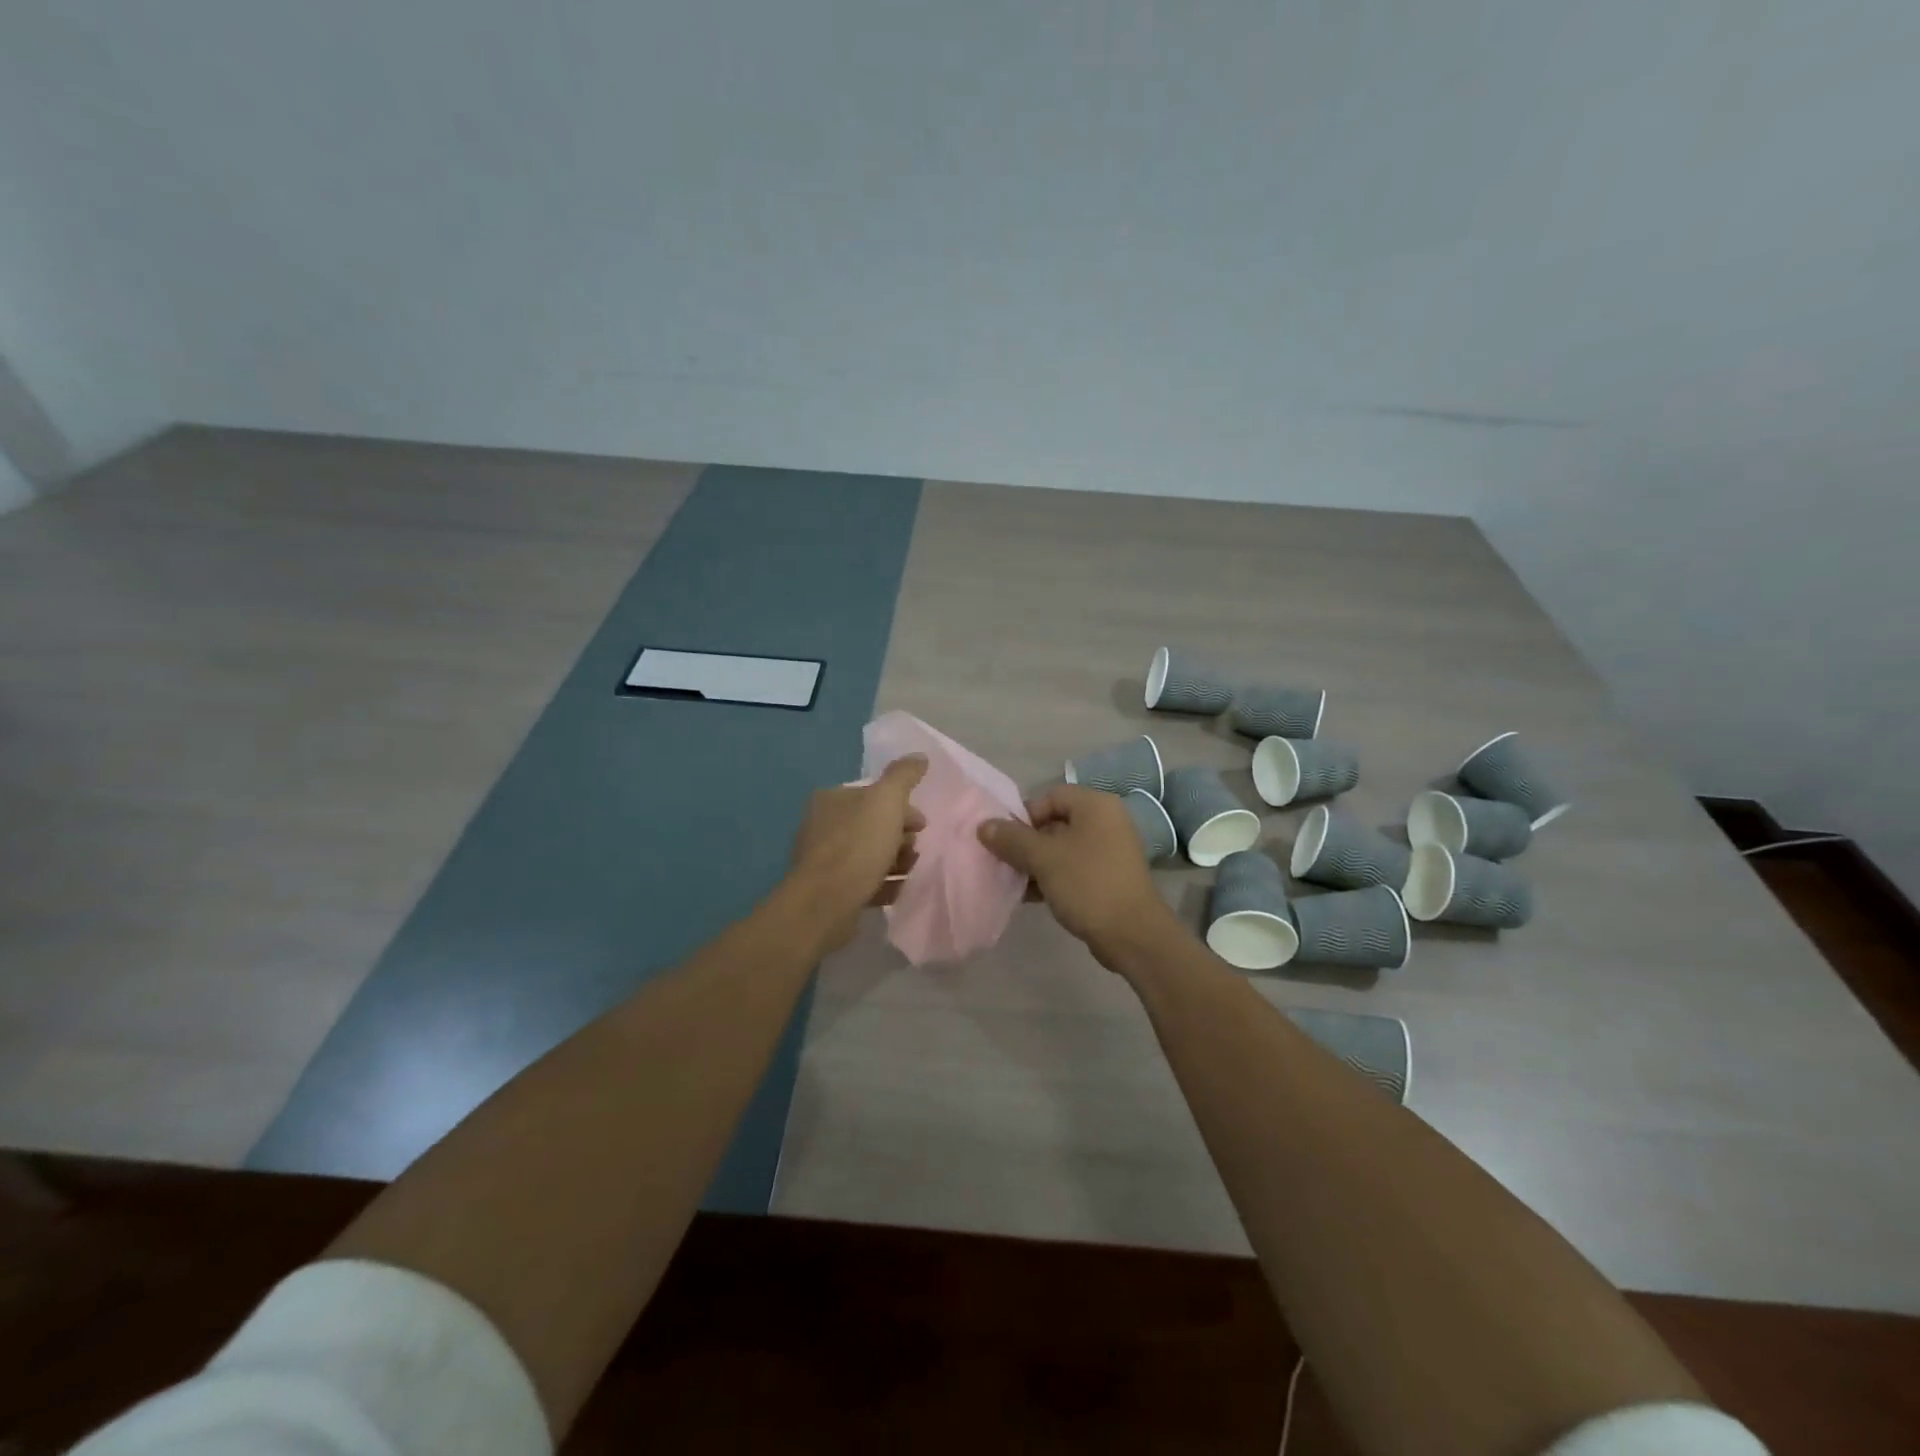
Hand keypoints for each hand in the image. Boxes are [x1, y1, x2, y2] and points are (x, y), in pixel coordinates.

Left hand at [787, 755, 927, 950]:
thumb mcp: (886, 801)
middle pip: (873, 825)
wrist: (825, 904)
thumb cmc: (857, 846)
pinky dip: (885, 883)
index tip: (923, 824)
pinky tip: (901, 890)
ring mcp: (825, 860)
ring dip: (896, 861)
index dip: (902, 807)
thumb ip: (903, 776)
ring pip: (870, 854)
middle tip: (917, 849)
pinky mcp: (830, 891)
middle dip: (900, 835)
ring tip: (912, 870)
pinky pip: (865, 882)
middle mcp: (823, 826)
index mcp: (832, 800)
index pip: (873, 796)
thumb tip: (919, 756)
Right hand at [977, 785, 1181, 970]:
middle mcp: (1107, 821)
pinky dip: (1054, 877)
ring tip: (1015, 883)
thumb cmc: (1087, 884)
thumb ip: (1011, 839)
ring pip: (1064, 848)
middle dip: (1027, 843)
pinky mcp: (1111, 877)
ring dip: (1037, 863)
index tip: (1006, 841)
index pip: (1050, 796)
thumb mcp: (1043, 858)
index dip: (1025, 815)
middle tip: (1006, 863)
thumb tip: (984, 825)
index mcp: (1095, 805)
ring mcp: (1112, 850)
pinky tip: (1032, 897)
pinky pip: (1075, 868)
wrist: (1132, 934)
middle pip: (1056, 822)